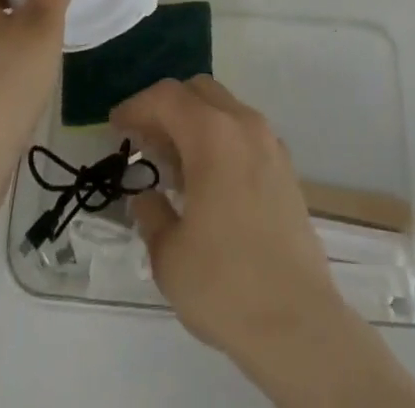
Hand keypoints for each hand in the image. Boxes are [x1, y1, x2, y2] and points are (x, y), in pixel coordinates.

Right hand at [112, 77, 347, 368]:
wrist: (298, 324)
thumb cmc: (225, 285)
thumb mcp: (169, 254)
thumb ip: (150, 212)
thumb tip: (146, 195)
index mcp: (213, 135)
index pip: (166, 97)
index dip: (136, 106)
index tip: (116, 127)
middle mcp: (244, 125)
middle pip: (198, 91)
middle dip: (166, 107)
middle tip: (144, 140)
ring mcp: (270, 143)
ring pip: (224, 108)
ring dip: (194, 121)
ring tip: (173, 163)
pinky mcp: (285, 167)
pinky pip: (244, 132)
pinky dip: (219, 138)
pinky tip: (207, 179)